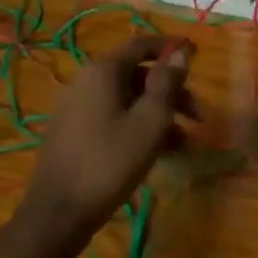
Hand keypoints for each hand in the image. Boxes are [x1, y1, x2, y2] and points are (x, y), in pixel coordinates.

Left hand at [21, 33, 194, 236]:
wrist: (58, 213)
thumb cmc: (109, 162)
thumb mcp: (149, 122)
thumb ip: (167, 84)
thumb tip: (180, 51)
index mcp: (103, 70)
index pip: (141, 43)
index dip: (170, 47)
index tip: (197, 55)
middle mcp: (87, 80)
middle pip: (138, 74)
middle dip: (171, 92)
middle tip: (199, 118)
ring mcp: (77, 106)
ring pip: (128, 99)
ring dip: (159, 114)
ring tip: (184, 144)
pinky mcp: (74, 131)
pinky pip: (114, 117)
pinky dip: (138, 126)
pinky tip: (158, 153)